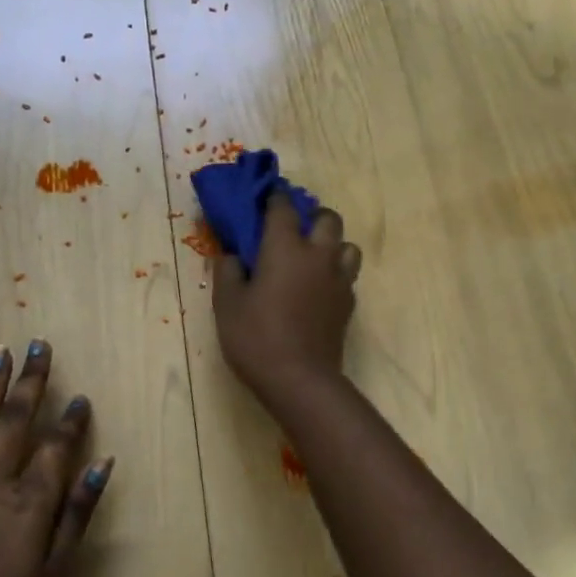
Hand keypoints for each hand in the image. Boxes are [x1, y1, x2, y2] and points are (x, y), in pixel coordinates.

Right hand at [213, 194, 361, 403]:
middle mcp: (318, 255)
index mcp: (285, 248)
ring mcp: (338, 279)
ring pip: (347, 245)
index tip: (266, 197)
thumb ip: (228, 271)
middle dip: (312, 215)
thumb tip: (232, 254)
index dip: (274, 197)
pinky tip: (319, 288)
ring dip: (332, 244)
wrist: (300, 379)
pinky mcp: (348, 303)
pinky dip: (335, 272)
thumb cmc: (256, 338)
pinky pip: (348, 275)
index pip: (283, 207)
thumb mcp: (227, 304)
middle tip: (293, 230)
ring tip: (312, 259)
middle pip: (328, 217)